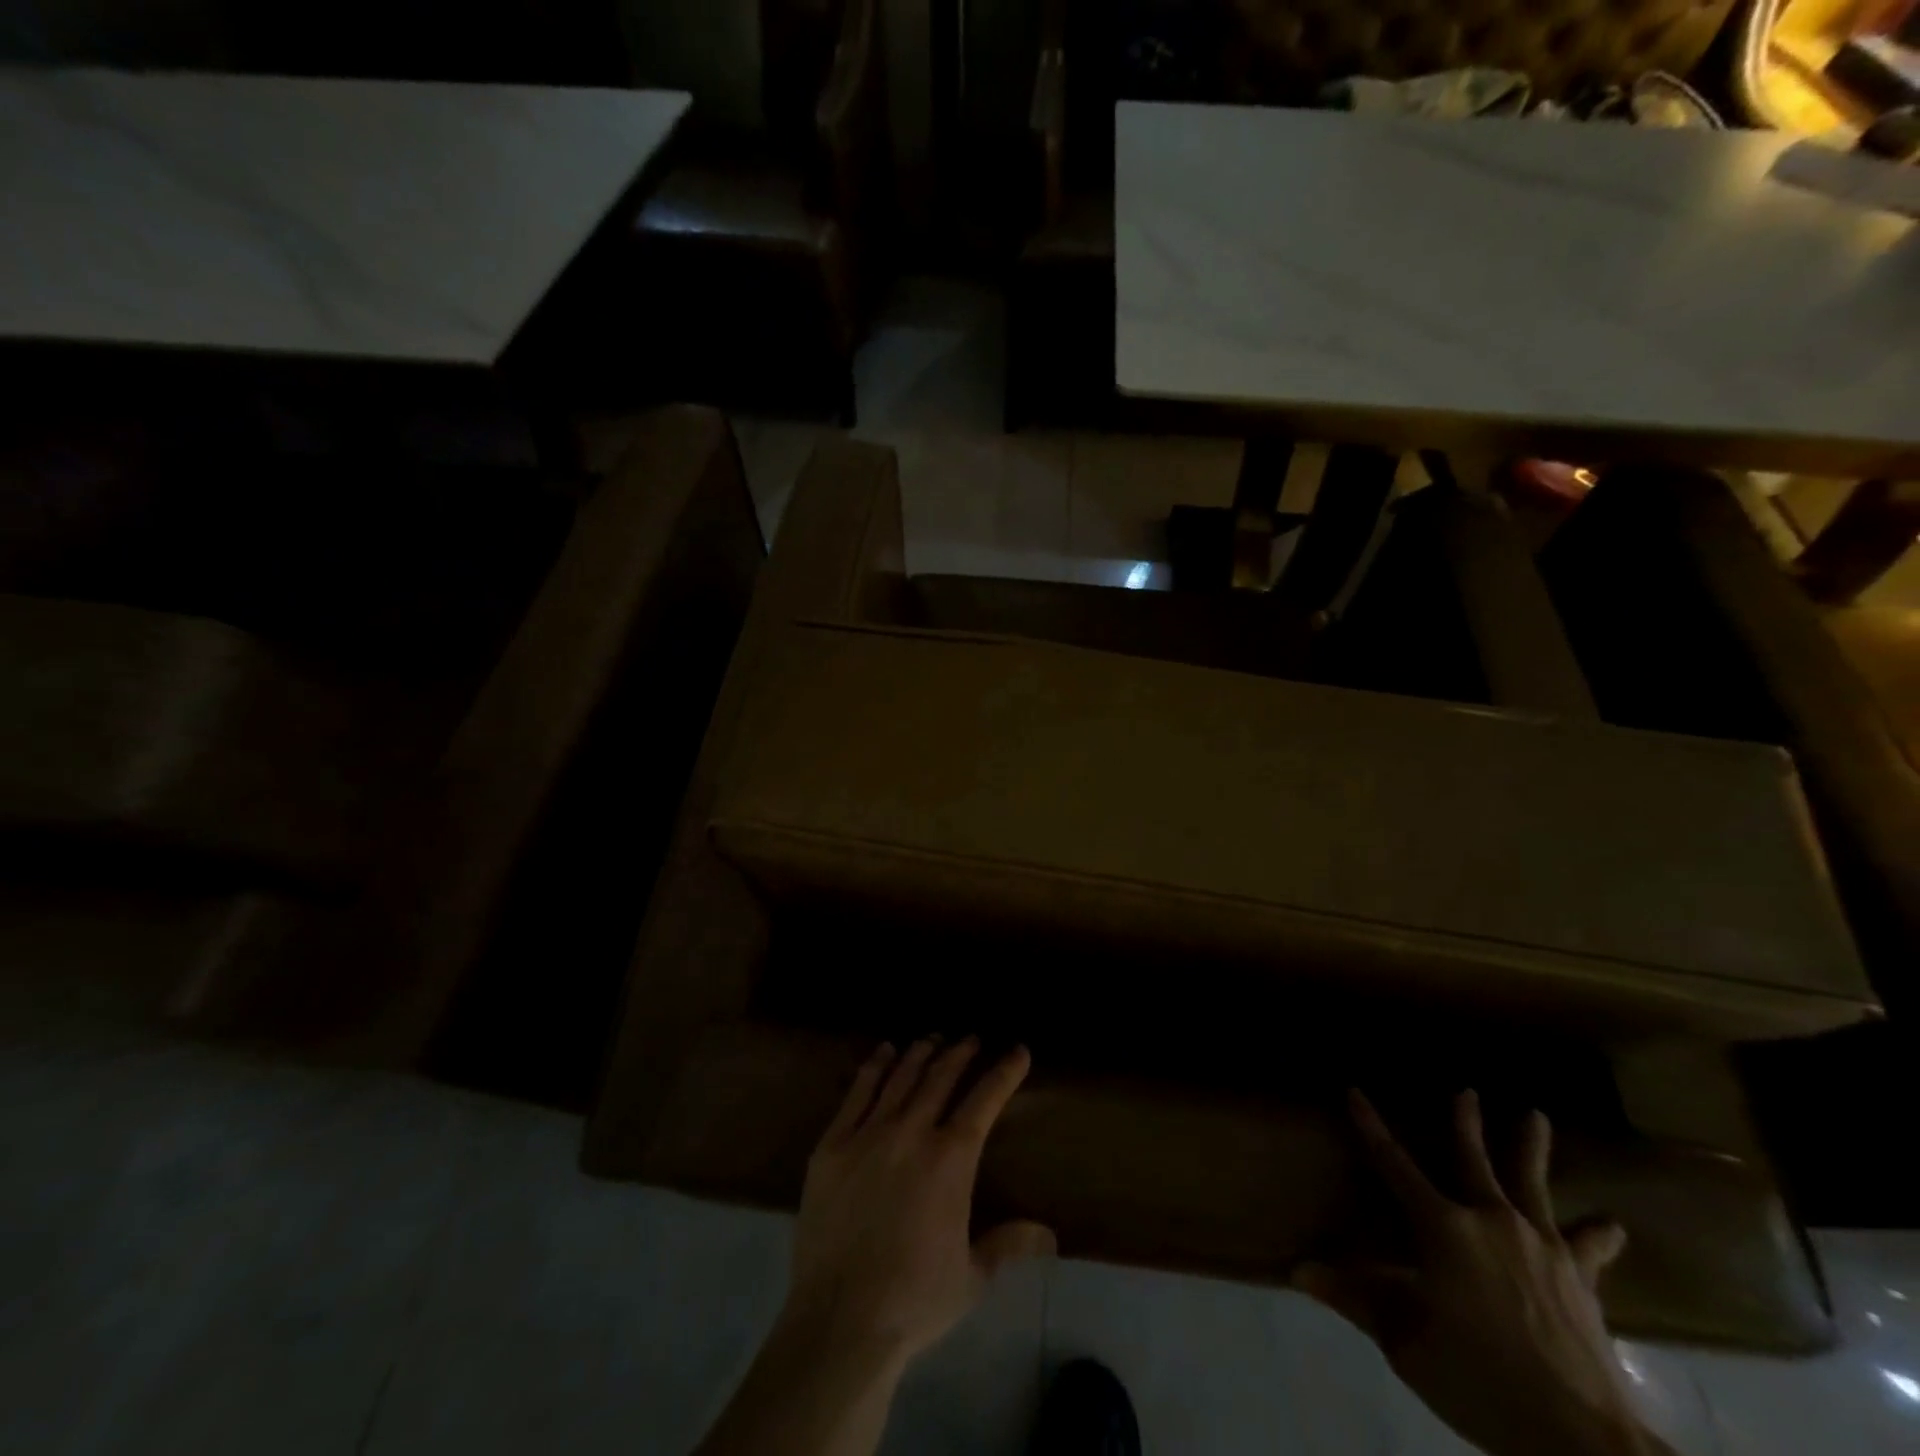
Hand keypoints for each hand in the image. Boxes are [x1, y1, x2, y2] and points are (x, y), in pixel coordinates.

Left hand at [782, 1038, 1056, 1366]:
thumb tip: (1050, 1234)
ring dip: (919, 1053)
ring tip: (932, 1038)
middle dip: (959, 1053)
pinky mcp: (832, 1144)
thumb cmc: (914, 1300)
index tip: (1018, 1050)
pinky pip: (856, 1093)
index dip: (1004, 1072)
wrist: (840, 1320)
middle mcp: (912, 1132)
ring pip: (900, 1077)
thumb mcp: (972, 1277)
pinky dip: (873, 1067)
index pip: (984, 1100)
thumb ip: (1009, 1244)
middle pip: (940, 1078)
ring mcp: (868, 1134)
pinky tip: (883, 1053)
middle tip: (971, 1038)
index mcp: (951, 1160)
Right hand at [1296, 1090, 1664, 1455]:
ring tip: (1535, 1115)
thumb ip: (1355, 1299)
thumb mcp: (1405, 1342)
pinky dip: (1599, 1234)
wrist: (1579, 1437)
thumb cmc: (1479, 1378)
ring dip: (1531, 1148)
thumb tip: (1296, 1270)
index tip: (1354, 1091)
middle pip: (1473, 1160)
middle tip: (1466, 1089)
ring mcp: (1541, 1245)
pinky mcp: (1581, 1278)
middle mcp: (1490, 1220)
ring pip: (1532, 1184)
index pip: (1394, 1164)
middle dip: (1465, 1123)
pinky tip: (1612, 1224)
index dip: (1371, 1127)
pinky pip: (1589, 1247)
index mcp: (1443, 1228)